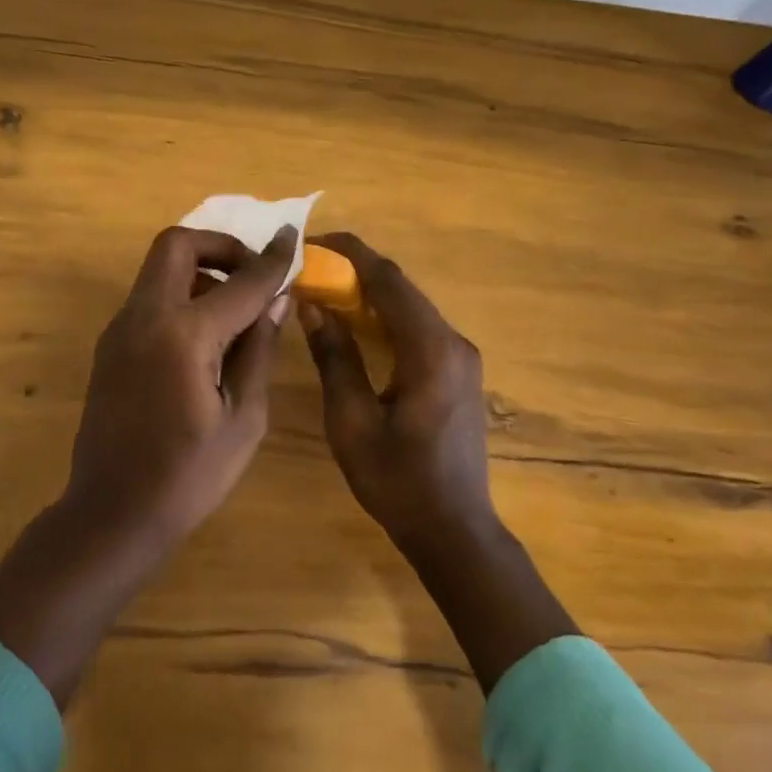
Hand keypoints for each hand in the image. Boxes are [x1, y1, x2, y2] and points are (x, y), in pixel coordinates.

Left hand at [0, 224, 295, 706]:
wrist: (113, 512)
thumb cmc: (189, 476)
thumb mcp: (244, 418)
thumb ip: (259, 350)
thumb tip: (275, 301)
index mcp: (185, 335)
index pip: (241, 281)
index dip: (273, 258)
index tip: (293, 237)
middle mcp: (145, 317)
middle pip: (177, 244)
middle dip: (221, 246)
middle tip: (251, 275)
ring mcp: (120, 329)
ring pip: (159, 269)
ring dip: (200, 271)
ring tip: (235, 312)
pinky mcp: (110, 345)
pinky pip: (149, 298)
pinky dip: (181, 296)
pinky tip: (205, 339)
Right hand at [296, 232, 495, 550]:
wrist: (453, 529)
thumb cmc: (397, 480)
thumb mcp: (351, 421)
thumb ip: (334, 358)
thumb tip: (312, 306)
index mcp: (430, 350)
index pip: (389, 281)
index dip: (350, 254)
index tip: (313, 242)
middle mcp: (453, 343)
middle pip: (402, 290)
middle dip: (356, 272)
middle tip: (311, 270)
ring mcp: (461, 358)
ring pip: (411, 308)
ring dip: (370, 295)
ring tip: (325, 293)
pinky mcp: (458, 373)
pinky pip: (418, 330)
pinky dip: (386, 319)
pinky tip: (356, 327)